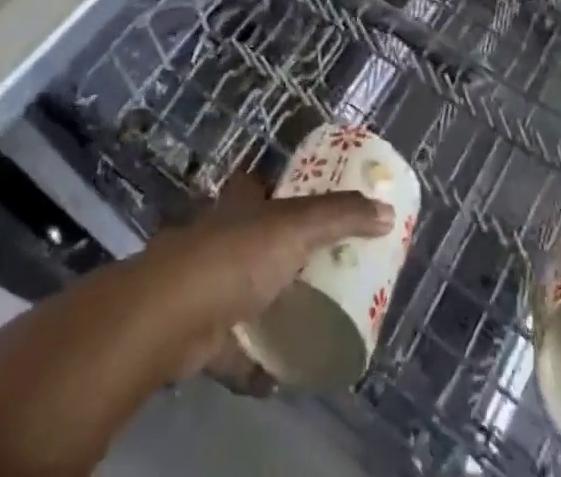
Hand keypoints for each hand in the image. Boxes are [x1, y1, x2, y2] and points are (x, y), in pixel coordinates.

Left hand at [137, 172, 391, 388]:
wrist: (172, 316)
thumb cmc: (237, 254)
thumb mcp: (297, 226)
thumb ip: (342, 216)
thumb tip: (387, 212)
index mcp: (241, 204)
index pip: (258, 185)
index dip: (277, 188)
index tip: (308, 204)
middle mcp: (221, 237)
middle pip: (253, 239)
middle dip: (279, 254)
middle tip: (319, 268)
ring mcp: (206, 287)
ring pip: (242, 294)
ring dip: (266, 309)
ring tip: (305, 322)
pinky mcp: (199, 336)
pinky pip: (233, 351)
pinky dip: (253, 364)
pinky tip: (278, 376)